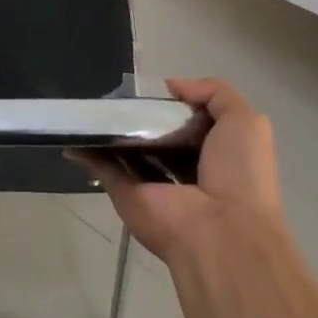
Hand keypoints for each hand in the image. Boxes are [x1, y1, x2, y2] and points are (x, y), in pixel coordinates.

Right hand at [76, 77, 290, 263]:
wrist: (222, 233)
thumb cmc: (239, 174)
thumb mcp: (245, 121)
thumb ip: (215, 93)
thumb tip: (171, 85)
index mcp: (214, 154)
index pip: (189, 123)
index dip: (174, 104)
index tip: (154, 88)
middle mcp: (183, 170)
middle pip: (155, 135)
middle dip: (139, 115)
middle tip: (119, 92)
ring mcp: (152, 183)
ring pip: (126, 150)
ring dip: (110, 129)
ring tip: (91, 102)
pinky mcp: (126, 194)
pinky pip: (103, 168)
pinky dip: (86, 150)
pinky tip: (72, 130)